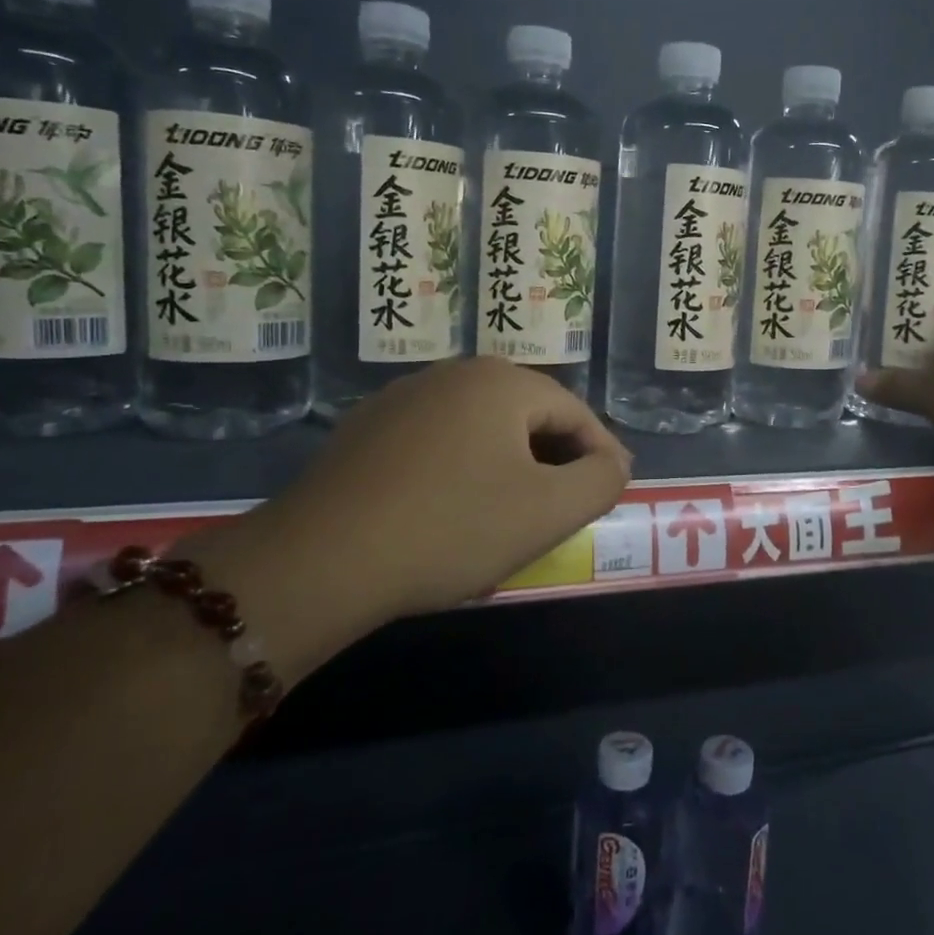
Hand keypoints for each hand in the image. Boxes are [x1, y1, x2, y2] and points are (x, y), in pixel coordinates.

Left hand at [189, 357, 632, 678]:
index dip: (601, 454)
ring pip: (480, 430)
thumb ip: (600, 480)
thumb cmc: (451, 528)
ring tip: (513, 514)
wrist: (321, 560)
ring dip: (509, 466)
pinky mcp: (366, 430)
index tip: (611, 492)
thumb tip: (612, 463)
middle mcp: (452, 374)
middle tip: (565, 508)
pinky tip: (452, 511)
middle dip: (555, 460)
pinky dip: (462, 470)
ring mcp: (402, 398)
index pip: (575, 412)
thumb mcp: (548, 511)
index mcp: (501, 382)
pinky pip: (438, 443)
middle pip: (527, 416)